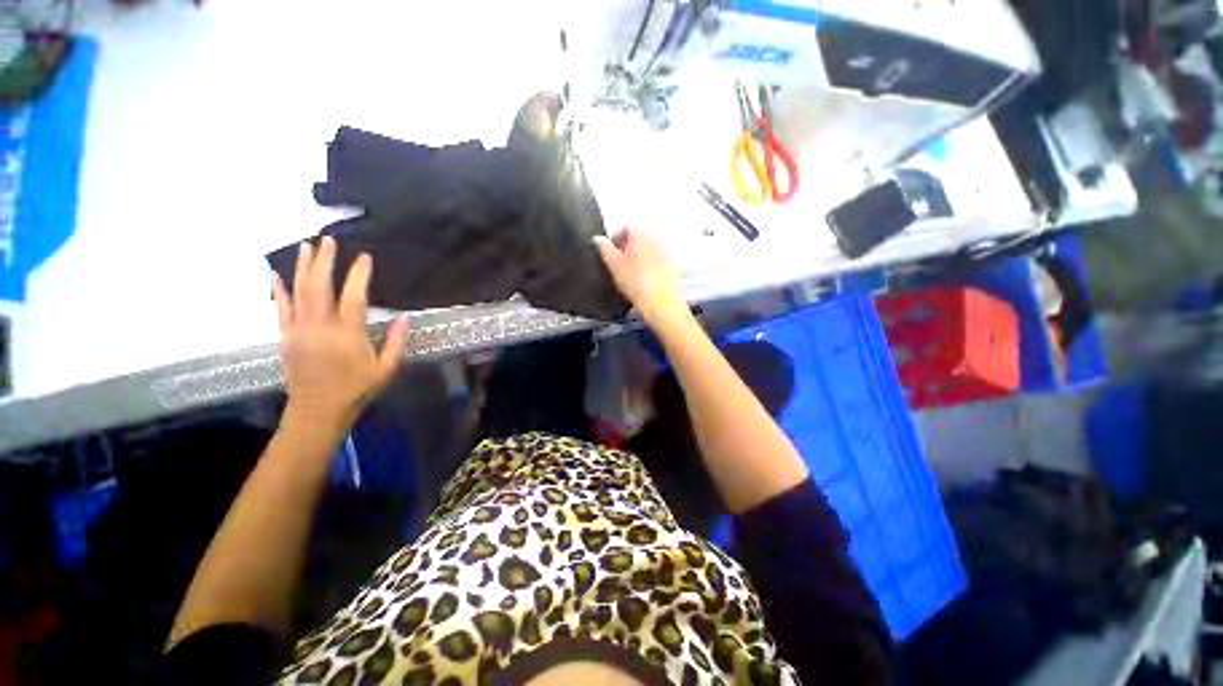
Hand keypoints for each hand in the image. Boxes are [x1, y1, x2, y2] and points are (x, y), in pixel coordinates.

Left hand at [272, 237, 407, 432]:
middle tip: (329, 240)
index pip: (354, 297)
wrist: (318, 409)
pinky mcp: (286, 335)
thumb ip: (396, 343)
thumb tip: (404, 318)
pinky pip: (280, 307)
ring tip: (306, 246)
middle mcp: (320, 327)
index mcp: (348, 335)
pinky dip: (277, 288)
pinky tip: (275, 273)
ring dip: (302, 267)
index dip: (359, 275)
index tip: (364, 258)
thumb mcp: (386, 369)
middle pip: (319, 286)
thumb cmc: (357, 389)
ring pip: (298, 291)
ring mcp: (299, 329)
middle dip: (324, 261)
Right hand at [594, 227, 686, 325]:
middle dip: (625, 248)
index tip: (608, 250)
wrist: (662, 304)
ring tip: (627, 275)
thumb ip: (605, 249)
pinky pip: (655, 262)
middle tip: (615, 263)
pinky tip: (640, 282)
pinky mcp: (671, 268)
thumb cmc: (637, 284)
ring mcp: (666, 254)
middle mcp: (656, 240)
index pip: (626, 226)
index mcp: (642, 235)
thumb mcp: (615, 266)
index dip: (615, 237)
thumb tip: (598, 239)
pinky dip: (646, 267)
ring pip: (647, 250)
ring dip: (636, 258)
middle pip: (638, 238)